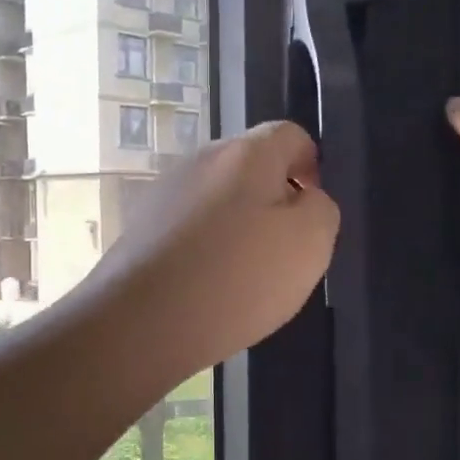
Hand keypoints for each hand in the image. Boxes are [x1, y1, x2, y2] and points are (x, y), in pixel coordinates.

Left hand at [88, 121, 339, 376]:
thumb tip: (304, 198)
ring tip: (244, 277)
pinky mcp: (139, 228)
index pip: (291, 135)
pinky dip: (205, 249)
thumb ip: (320, 209)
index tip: (312, 213)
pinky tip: (207, 288)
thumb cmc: (236, 278)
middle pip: (251, 167)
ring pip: (218, 199)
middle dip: (273, 201)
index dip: (311, 168)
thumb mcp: (309, 244)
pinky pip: (188, 228)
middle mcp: (200, 159)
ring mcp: (163, 192)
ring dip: (237, 227)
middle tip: (283, 252)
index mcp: (245, 153)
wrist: (140, 324)